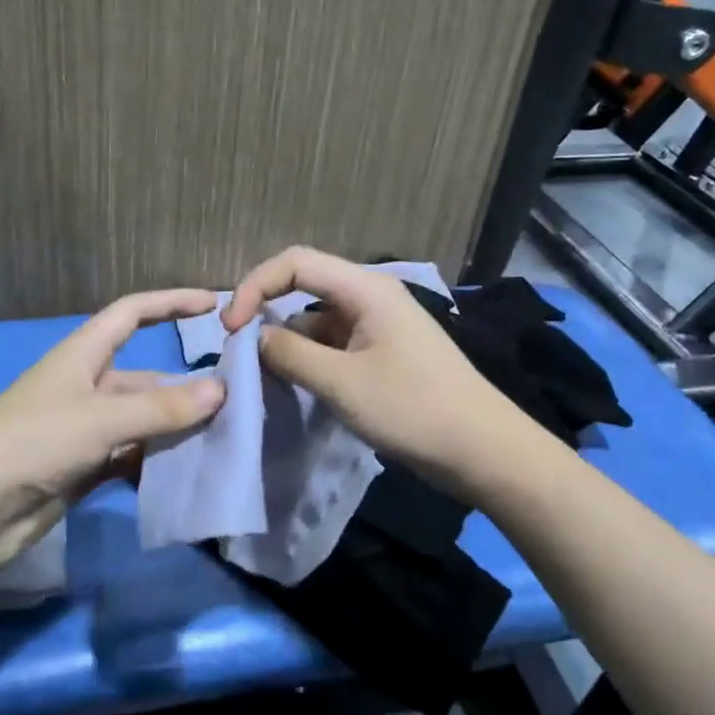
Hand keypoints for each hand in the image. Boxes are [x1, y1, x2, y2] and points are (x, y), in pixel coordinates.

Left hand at [0, 289, 225, 573]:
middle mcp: (86, 386)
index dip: (170, 302)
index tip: (213, 303)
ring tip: (222, 442)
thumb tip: (221, 389)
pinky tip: (185, 478)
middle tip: (236, 403)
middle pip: (145, 378)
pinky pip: (130, 457)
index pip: (132, 313)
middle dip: (185, 389)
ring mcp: (84, 429)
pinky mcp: (82, 467)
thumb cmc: (35, 442)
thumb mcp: (102, 418)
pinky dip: (154, 464)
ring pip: (142, 422)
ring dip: (175, 431)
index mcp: (83, 355)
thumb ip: (162, 408)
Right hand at [221, 247, 520, 497]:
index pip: (295, 262)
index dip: (254, 286)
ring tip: (265, 376)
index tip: (230, 328)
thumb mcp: (342, 383)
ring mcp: (377, 325)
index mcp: (365, 288)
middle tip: (240, 351)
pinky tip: (296, 385)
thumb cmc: (413, 409)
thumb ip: (290, 354)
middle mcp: (370, 296)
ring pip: (315, 319)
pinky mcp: (381, 352)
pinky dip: (309, 358)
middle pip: (303, 286)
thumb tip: (255, 337)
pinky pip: (332, 344)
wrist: (483, 451)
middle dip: (266, 311)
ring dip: (287, 341)